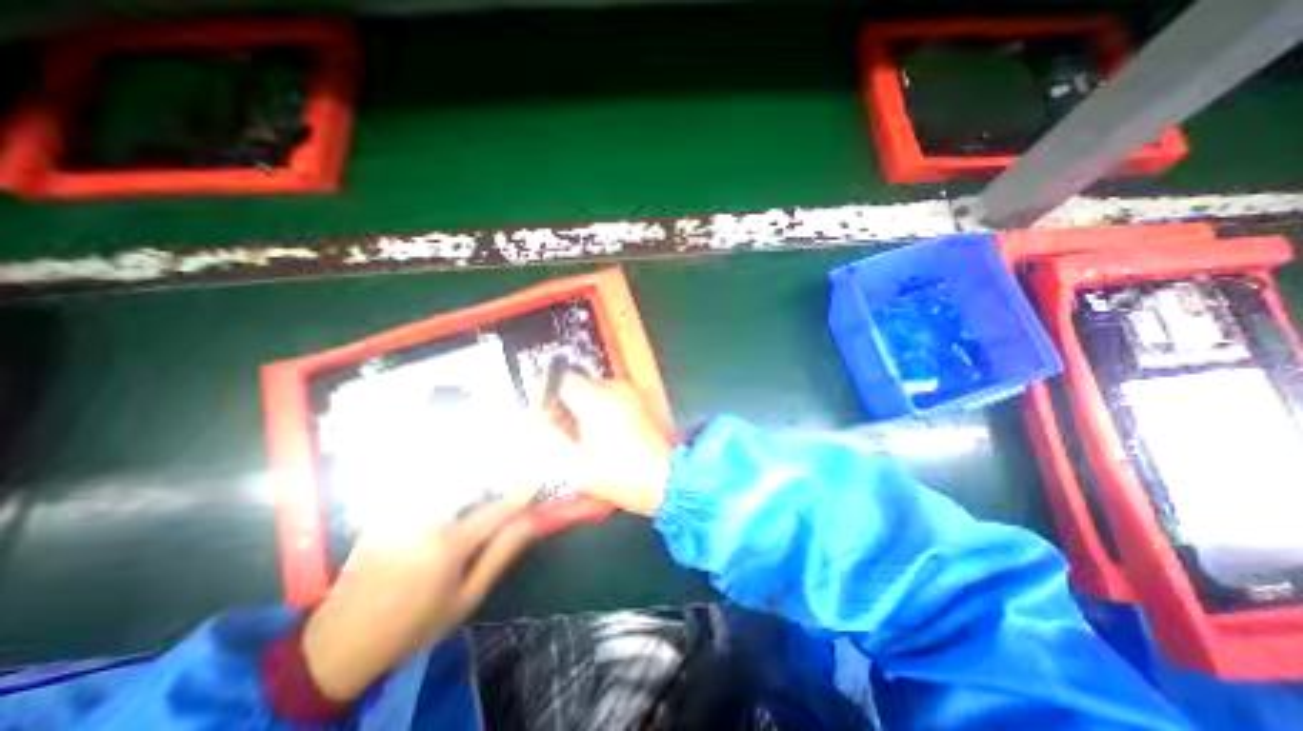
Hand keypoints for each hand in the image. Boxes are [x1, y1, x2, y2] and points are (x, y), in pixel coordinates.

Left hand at [299, 495, 533, 699]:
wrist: (339, 643)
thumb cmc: (413, 626)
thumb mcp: (466, 599)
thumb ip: (499, 555)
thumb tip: (530, 523)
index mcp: (448, 544)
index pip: (495, 511)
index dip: (519, 497)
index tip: (537, 483)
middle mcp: (425, 519)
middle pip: (471, 488)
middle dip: (495, 480)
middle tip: (512, 477)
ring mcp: (402, 513)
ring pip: (448, 484)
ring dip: (471, 479)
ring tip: (486, 479)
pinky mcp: (387, 513)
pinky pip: (425, 489)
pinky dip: (446, 484)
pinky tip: (453, 491)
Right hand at [554, 373, 677, 517]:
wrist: (667, 479)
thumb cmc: (621, 475)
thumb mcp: (576, 464)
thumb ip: (551, 438)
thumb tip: (537, 421)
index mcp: (595, 400)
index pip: (561, 378)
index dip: (546, 390)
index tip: (542, 408)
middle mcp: (613, 388)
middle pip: (578, 382)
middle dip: (565, 400)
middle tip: (559, 426)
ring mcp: (629, 393)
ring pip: (594, 389)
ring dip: (583, 404)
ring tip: (581, 434)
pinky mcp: (639, 401)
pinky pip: (610, 396)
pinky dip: (600, 408)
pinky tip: (601, 433)